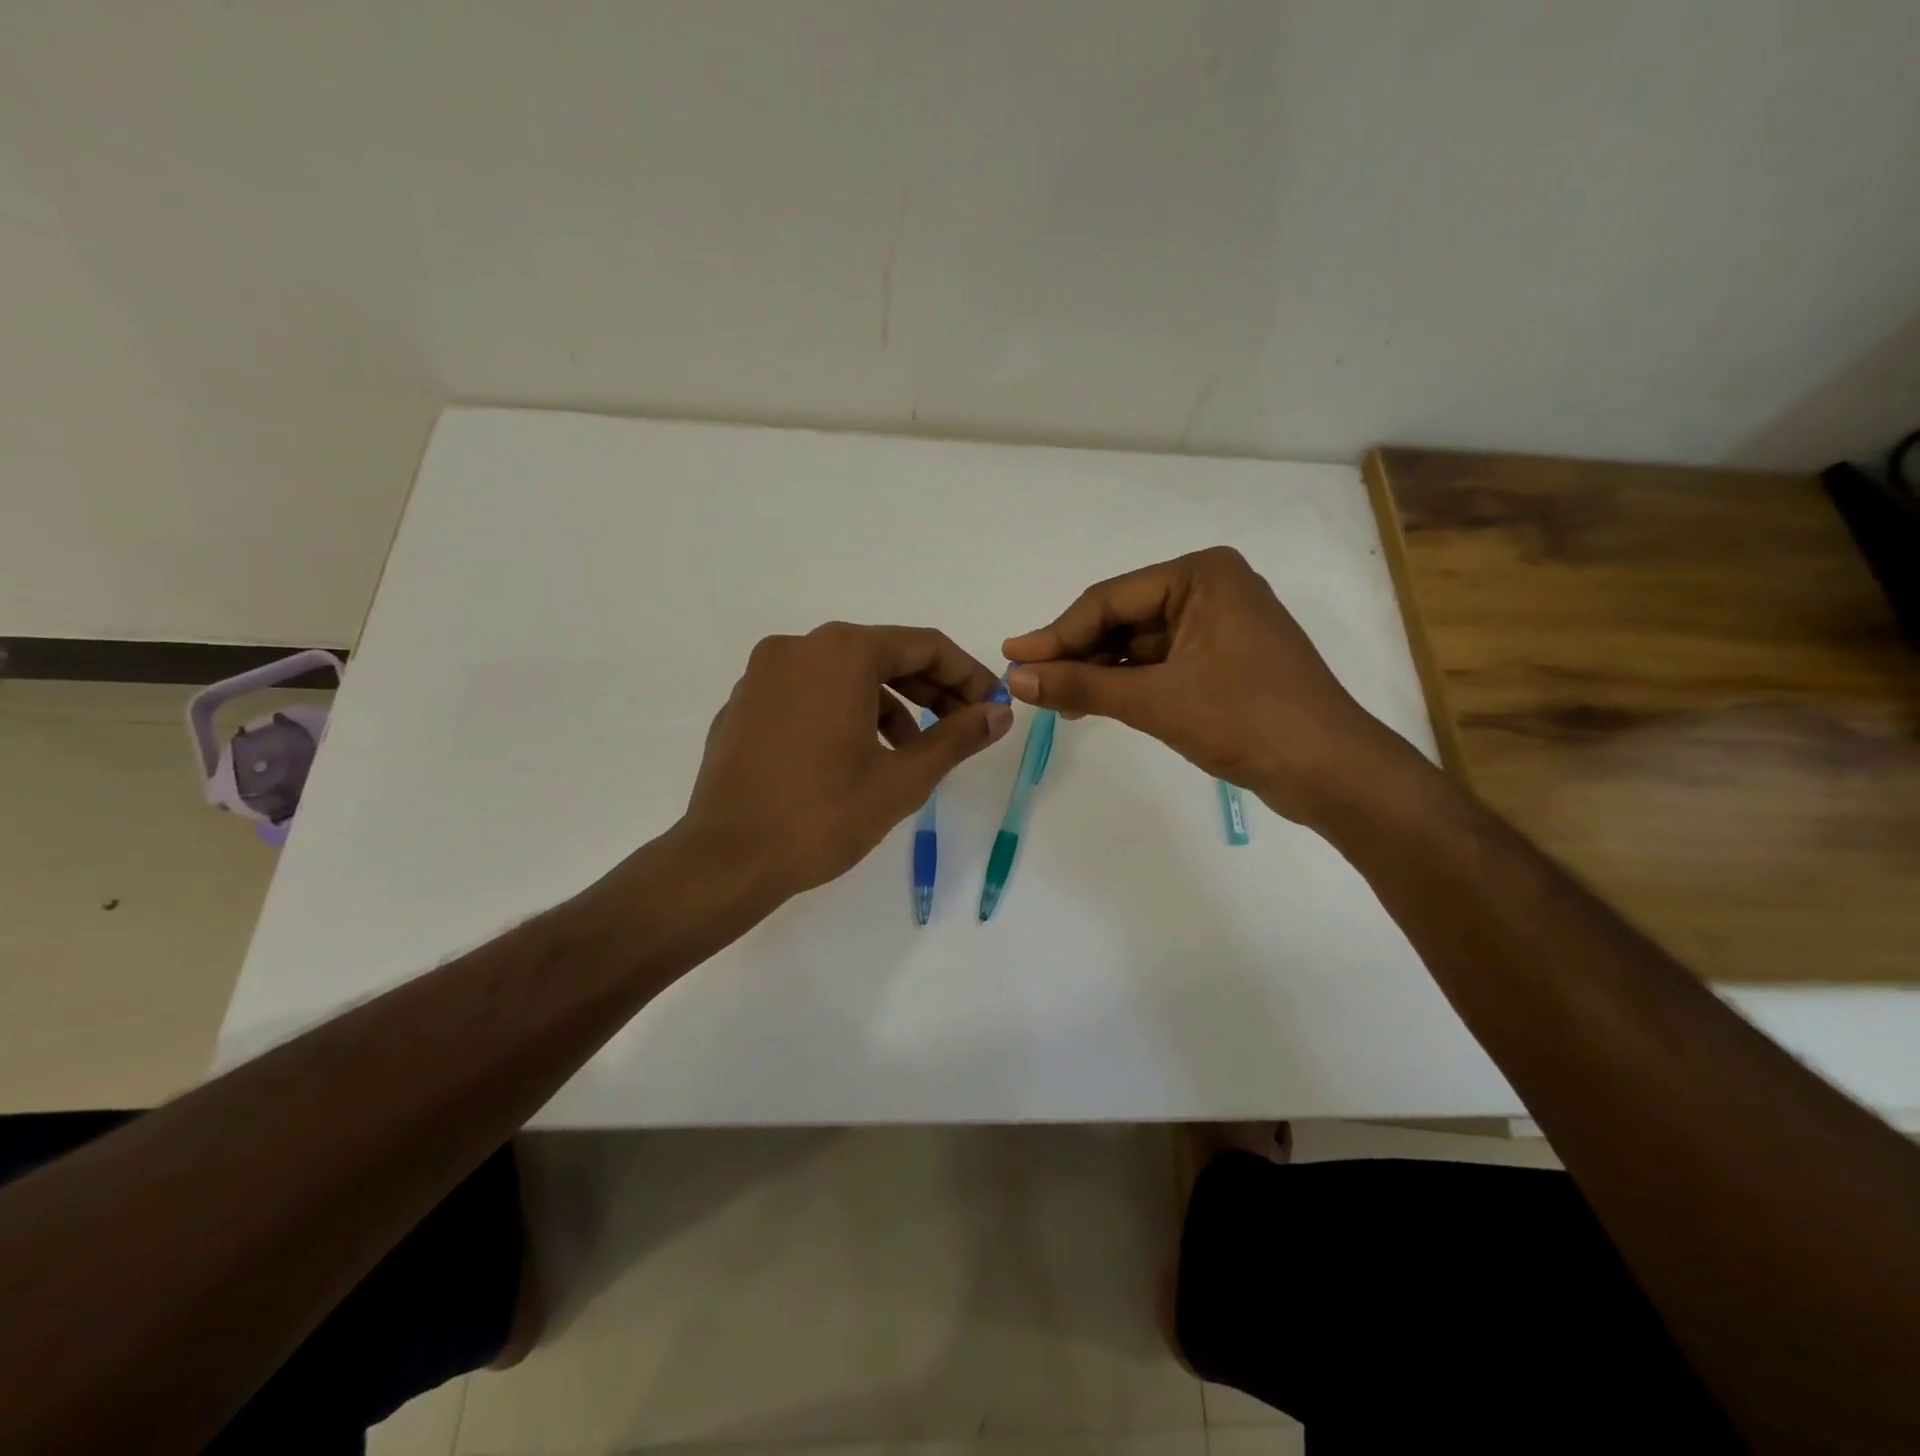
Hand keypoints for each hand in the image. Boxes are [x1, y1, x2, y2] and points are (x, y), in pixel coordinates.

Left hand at [681, 622, 1011, 898]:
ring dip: (889, 705)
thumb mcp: (902, 778)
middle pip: (883, 655)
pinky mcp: (744, 702)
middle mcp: (799, 647)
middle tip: (961, 728)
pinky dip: (845, 711)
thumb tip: (999, 713)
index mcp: (842, 653)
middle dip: (930, 690)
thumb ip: (957, 737)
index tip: (991, 708)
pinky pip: (809, 692)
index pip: (925, 647)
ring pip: (845, 674)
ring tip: (912, 752)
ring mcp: (764, 673)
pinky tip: (858, 755)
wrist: (727, 858)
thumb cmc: (823, 815)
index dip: (968, 676)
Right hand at [1002, 547, 1413, 826]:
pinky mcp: (1224, 660)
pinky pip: (1160, 664)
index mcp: (1201, 576)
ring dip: (1098, 672)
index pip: (1109, 601)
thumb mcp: (1155, 701)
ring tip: (1055, 700)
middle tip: (1028, 683)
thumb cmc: (1246, 720)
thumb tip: (1015, 678)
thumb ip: (1082, 686)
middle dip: (1077, 654)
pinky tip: (1093, 703)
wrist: (1330, 771)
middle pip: (1122, 619)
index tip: (1011, 657)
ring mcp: (1220, 626)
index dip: (1056, 634)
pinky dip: (1127, 684)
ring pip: (1139, 644)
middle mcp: (1211, 589)